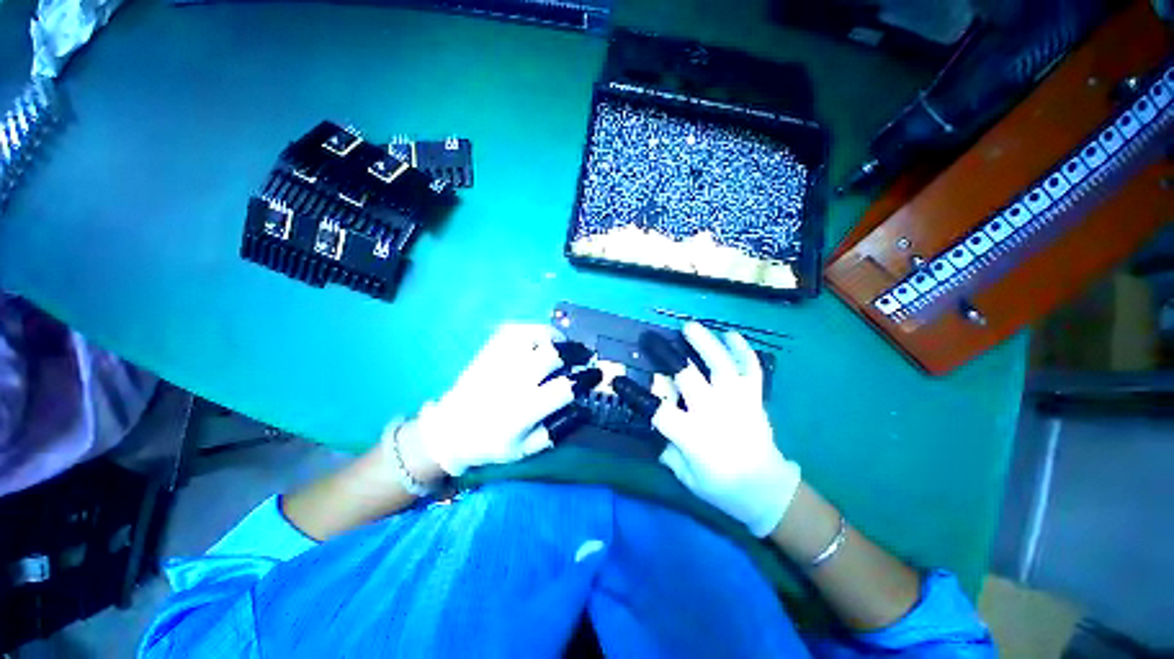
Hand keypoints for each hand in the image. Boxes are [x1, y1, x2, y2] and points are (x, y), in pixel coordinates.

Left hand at [405, 324, 577, 476]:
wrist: (448, 431)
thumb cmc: (489, 444)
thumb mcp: (524, 449)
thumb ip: (555, 431)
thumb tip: (579, 407)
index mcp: (523, 410)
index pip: (563, 388)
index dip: (585, 378)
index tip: (596, 374)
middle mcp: (512, 382)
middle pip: (550, 355)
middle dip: (574, 352)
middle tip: (584, 354)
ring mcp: (498, 363)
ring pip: (532, 336)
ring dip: (554, 337)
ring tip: (563, 343)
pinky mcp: (488, 352)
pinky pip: (513, 331)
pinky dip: (532, 330)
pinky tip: (541, 337)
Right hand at [617, 322, 800, 536]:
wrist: (767, 491)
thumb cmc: (722, 488)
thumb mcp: (687, 477)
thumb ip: (670, 450)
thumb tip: (659, 429)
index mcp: (693, 435)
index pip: (658, 410)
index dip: (636, 394)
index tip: (619, 380)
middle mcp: (714, 412)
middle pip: (688, 377)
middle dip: (666, 354)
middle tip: (651, 338)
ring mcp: (737, 402)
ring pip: (721, 365)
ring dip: (705, 343)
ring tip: (690, 326)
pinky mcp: (755, 398)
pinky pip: (750, 369)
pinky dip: (742, 350)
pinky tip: (731, 335)